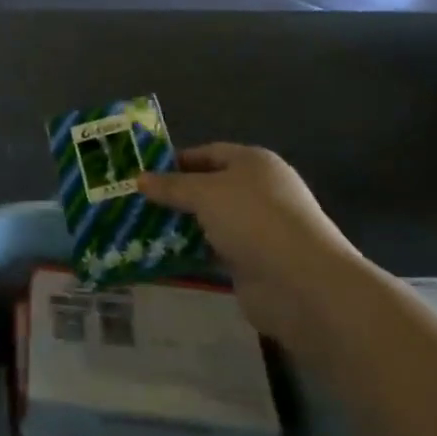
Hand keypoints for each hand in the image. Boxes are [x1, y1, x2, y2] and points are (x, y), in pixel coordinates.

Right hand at [135, 144, 358, 337]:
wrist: (301, 282)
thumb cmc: (254, 220)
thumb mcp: (205, 193)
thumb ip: (172, 186)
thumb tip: (139, 179)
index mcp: (253, 163)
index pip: (209, 153)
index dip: (176, 160)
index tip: (142, 172)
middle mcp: (257, 191)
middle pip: (208, 187)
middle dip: (174, 195)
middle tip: (135, 202)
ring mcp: (256, 228)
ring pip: (208, 221)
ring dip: (179, 225)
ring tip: (139, 229)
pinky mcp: (250, 262)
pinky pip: (212, 250)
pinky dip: (190, 251)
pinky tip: (160, 254)